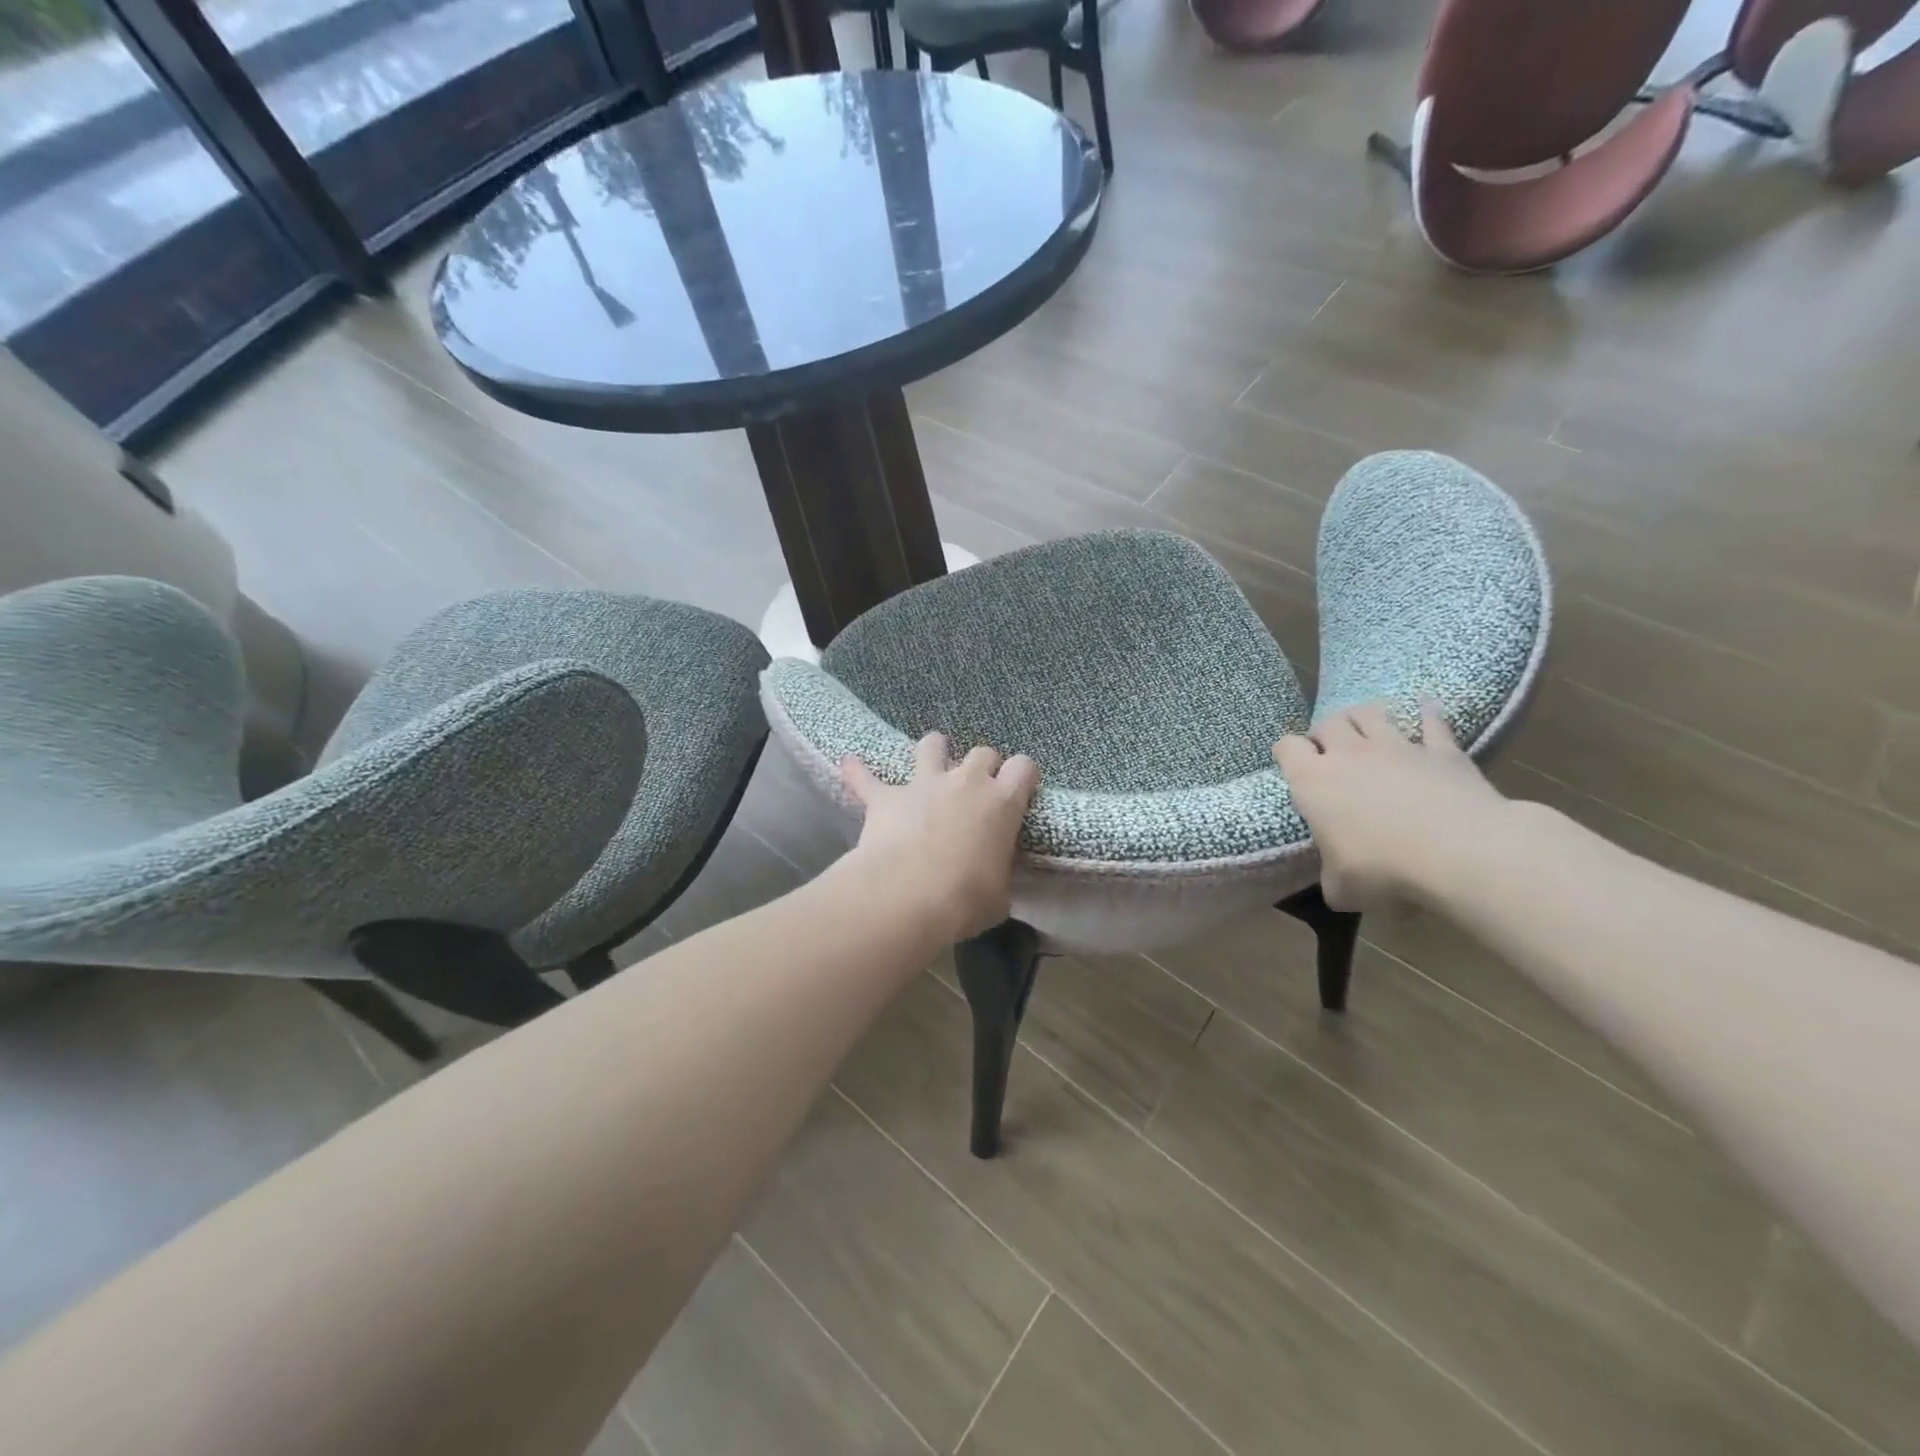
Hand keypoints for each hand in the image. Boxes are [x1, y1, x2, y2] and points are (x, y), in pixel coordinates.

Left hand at [841, 733, 1040, 943]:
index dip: (1023, 775)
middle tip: (977, 786)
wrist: (908, 894)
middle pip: (982, 752)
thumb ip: (999, 878)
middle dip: (982, 764)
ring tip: (931, 758)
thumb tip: (995, 884)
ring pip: (932, 745)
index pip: (1024, 768)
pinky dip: (859, 771)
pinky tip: (849, 764)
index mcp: (1002, 803)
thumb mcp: (998, 896)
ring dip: (933, 750)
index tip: (1019, 788)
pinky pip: (866, 777)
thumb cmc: (965, 898)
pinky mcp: (885, 796)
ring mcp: (924, 783)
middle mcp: (966, 782)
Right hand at [1274, 700, 1509, 912]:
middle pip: (1328, 722)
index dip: (1287, 753)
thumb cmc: (1384, 869)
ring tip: (1366, 725)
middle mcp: (1349, 754)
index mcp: (1313, 781)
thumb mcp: (1342, 888)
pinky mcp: (1442, 750)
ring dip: (1364, 715)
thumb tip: (1338, 883)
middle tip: (1330, 750)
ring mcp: (1397, 747)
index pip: (1286, 748)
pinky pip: (1432, 721)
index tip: (1293, 764)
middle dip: (1325, 732)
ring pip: (1371, 712)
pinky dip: (1427, 712)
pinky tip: (1426, 705)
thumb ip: (1333, 877)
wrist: (1459, 852)